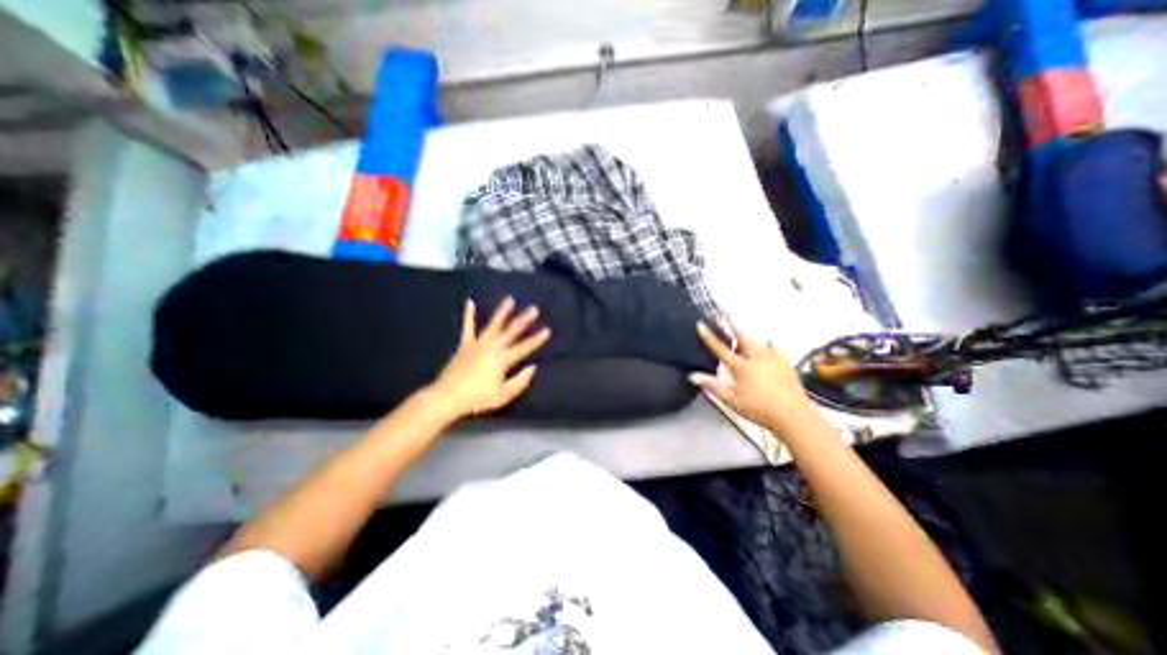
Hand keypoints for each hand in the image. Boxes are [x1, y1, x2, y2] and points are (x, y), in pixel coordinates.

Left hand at [428, 296, 552, 419]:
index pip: (524, 347)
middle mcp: (492, 347)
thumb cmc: (478, 398)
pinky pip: (467, 328)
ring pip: (493, 324)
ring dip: (502, 311)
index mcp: (502, 359)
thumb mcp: (504, 395)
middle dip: (524, 319)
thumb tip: (532, 367)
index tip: (547, 329)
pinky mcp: (465, 345)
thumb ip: (520, 381)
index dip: (537, 339)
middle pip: (511, 331)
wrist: (447, 397)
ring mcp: (477, 344)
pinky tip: (470, 302)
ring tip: (510, 299)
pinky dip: (468, 315)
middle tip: (534, 309)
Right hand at [692, 319, 814, 432]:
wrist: (792, 415)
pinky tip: (767, 345)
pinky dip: (768, 345)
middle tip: (725, 311)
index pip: (720, 348)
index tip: (701, 324)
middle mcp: (755, 358)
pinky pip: (774, 347)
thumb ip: (712, 386)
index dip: (708, 336)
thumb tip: (692, 376)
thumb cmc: (759, 409)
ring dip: (747, 336)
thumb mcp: (731, 400)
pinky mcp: (785, 362)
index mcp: (740, 367)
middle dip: (731, 322)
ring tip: (742, 336)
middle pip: (741, 335)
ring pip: (757, 340)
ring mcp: (772, 358)